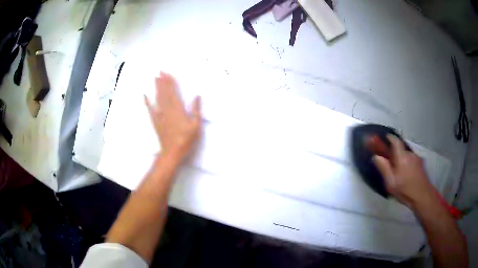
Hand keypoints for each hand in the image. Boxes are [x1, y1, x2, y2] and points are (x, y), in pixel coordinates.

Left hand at [144, 72, 201, 159]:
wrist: (172, 152)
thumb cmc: (186, 140)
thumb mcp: (196, 126)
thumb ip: (196, 110)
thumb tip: (197, 96)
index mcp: (178, 110)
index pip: (174, 92)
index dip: (171, 82)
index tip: (168, 73)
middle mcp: (168, 110)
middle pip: (165, 93)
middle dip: (162, 81)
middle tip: (160, 71)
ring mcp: (160, 115)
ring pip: (158, 98)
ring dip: (156, 87)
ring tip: (155, 78)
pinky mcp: (155, 121)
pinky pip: (150, 110)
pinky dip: (147, 102)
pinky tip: (145, 95)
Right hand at [372, 135, 433, 208]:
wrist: (422, 196)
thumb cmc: (405, 189)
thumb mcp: (391, 182)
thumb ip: (383, 168)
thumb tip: (375, 156)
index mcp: (402, 157)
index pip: (395, 141)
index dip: (390, 138)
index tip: (385, 138)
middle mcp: (410, 154)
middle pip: (401, 149)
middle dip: (394, 153)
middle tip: (390, 162)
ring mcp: (417, 159)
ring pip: (406, 155)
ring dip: (401, 159)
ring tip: (398, 171)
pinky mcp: (420, 164)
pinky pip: (411, 160)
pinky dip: (407, 163)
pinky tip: (406, 174)